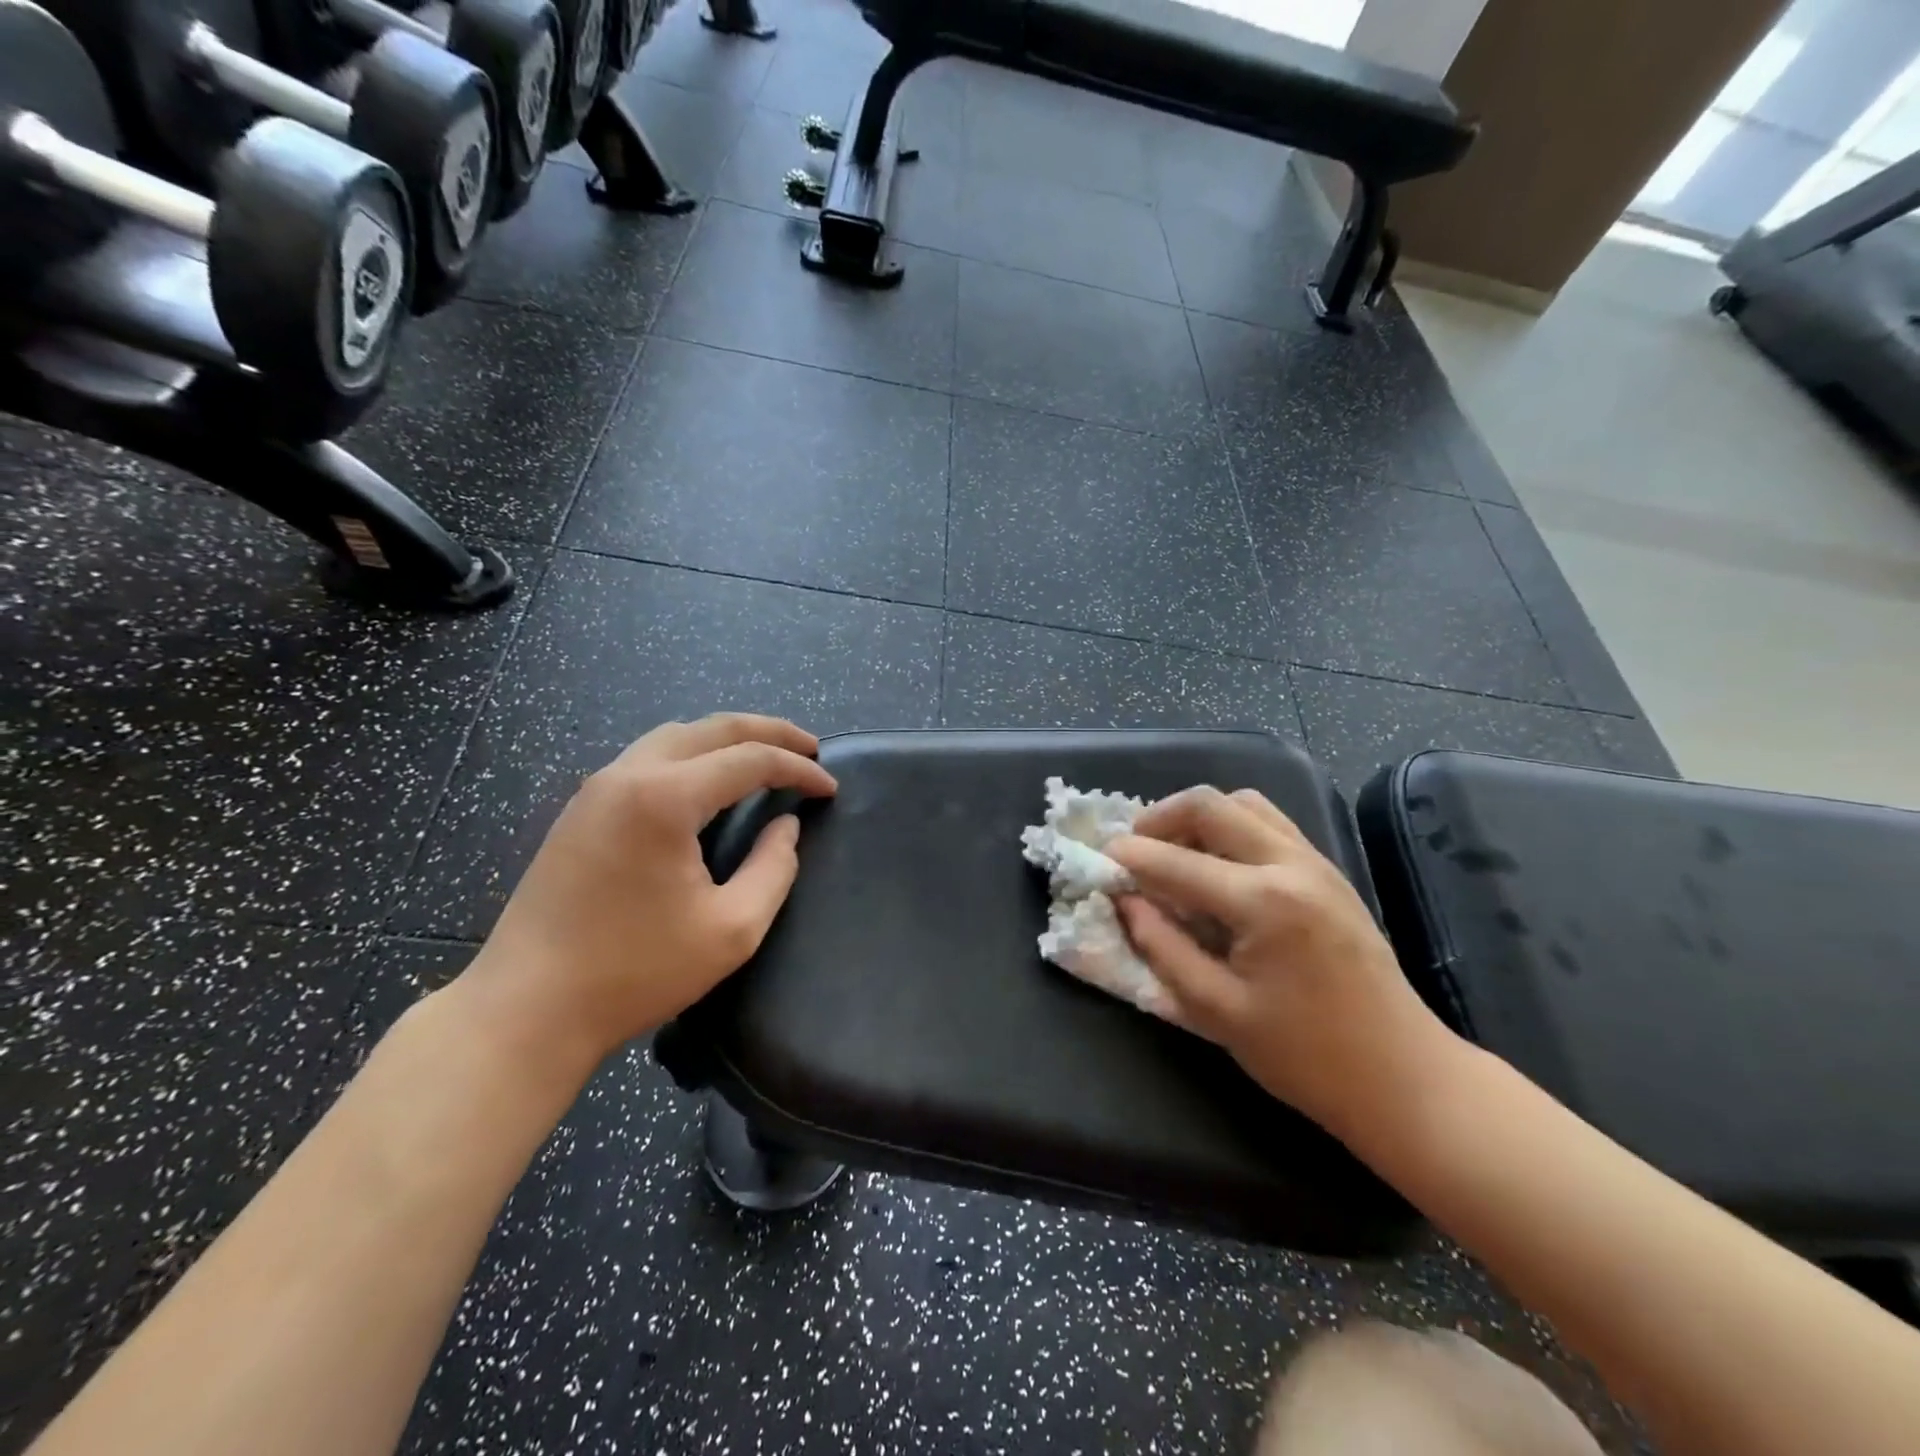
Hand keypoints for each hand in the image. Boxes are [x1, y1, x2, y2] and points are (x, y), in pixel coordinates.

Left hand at [459, 714, 837, 1074]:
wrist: (525, 1010)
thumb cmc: (634, 972)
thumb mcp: (732, 929)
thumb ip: (774, 868)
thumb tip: (786, 827)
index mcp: (665, 798)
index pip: (750, 760)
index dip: (798, 769)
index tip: (830, 789)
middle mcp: (628, 774)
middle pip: (712, 728)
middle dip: (769, 732)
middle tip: (810, 748)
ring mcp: (597, 788)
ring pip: (675, 735)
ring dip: (727, 738)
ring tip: (765, 756)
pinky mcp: (580, 810)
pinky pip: (648, 758)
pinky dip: (692, 755)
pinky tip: (709, 781)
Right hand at [1106, 787, 1461, 1143]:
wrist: (1404, 1076)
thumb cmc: (1305, 1056)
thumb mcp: (1217, 1012)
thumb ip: (1163, 949)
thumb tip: (1125, 902)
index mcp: (1263, 903)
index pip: (1175, 862)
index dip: (1128, 857)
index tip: (1097, 859)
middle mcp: (1290, 865)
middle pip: (1210, 805)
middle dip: (1159, 817)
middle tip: (1133, 849)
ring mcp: (1315, 862)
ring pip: (1243, 803)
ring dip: (1198, 817)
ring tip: (1174, 853)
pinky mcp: (1328, 871)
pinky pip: (1268, 822)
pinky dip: (1231, 827)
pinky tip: (1217, 866)